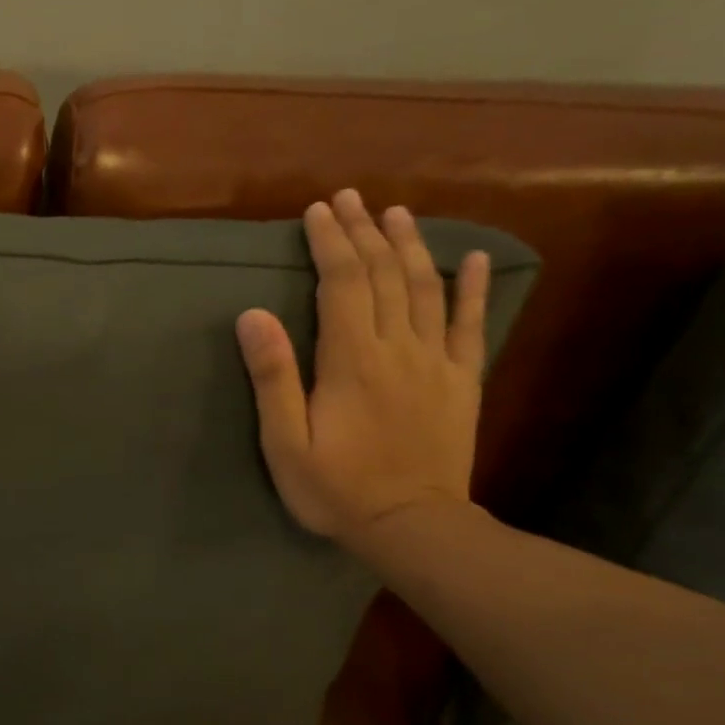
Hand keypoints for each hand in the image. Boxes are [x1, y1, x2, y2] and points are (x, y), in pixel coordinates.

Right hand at [236, 188, 490, 546]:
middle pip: (382, 276)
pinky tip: (471, 259)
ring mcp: (435, 362)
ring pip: (424, 289)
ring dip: (409, 246)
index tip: (318, 211)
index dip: (330, 243)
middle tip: (351, 198)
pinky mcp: (460, 382)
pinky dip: (471, 288)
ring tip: (397, 213)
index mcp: (351, 360)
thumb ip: (273, 378)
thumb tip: (252, 315)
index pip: (341, 283)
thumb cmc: (335, 488)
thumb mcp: (285, 442)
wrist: (411, 526)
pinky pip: (469, 325)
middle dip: (364, 232)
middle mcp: (397, 348)